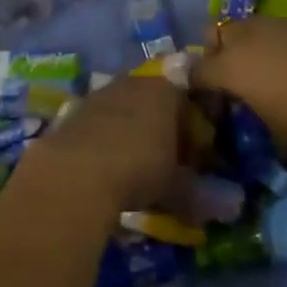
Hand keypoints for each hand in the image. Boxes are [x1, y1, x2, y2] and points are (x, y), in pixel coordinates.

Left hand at [8, 75, 183, 218]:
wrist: (79, 170)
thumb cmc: (139, 169)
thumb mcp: (176, 187)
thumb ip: (193, 190)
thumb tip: (210, 205)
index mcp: (165, 91)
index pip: (185, 100)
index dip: (189, 128)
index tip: (190, 155)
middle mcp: (134, 82)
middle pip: (152, 98)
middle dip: (158, 124)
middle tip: (161, 157)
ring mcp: (102, 92)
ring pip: (123, 106)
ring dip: (128, 128)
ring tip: (130, 162)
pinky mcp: (76, 107)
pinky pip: (98, 119)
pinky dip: (103, 136)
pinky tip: (103, 162)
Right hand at [193, 17, 286, 148]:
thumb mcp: (273, 128)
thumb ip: (247, 111)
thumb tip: (241, 107)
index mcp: (230, 67)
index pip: (197, 72)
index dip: (196, 87)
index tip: (206, 103)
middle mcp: (242, 37)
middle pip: (213, 36)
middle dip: (214, 54)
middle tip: (230, 80)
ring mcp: (268, 23)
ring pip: (239, 27)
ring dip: (239, 45)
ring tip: (257, 70)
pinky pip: (265, 28)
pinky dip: (264, 42)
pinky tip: (284, 64)